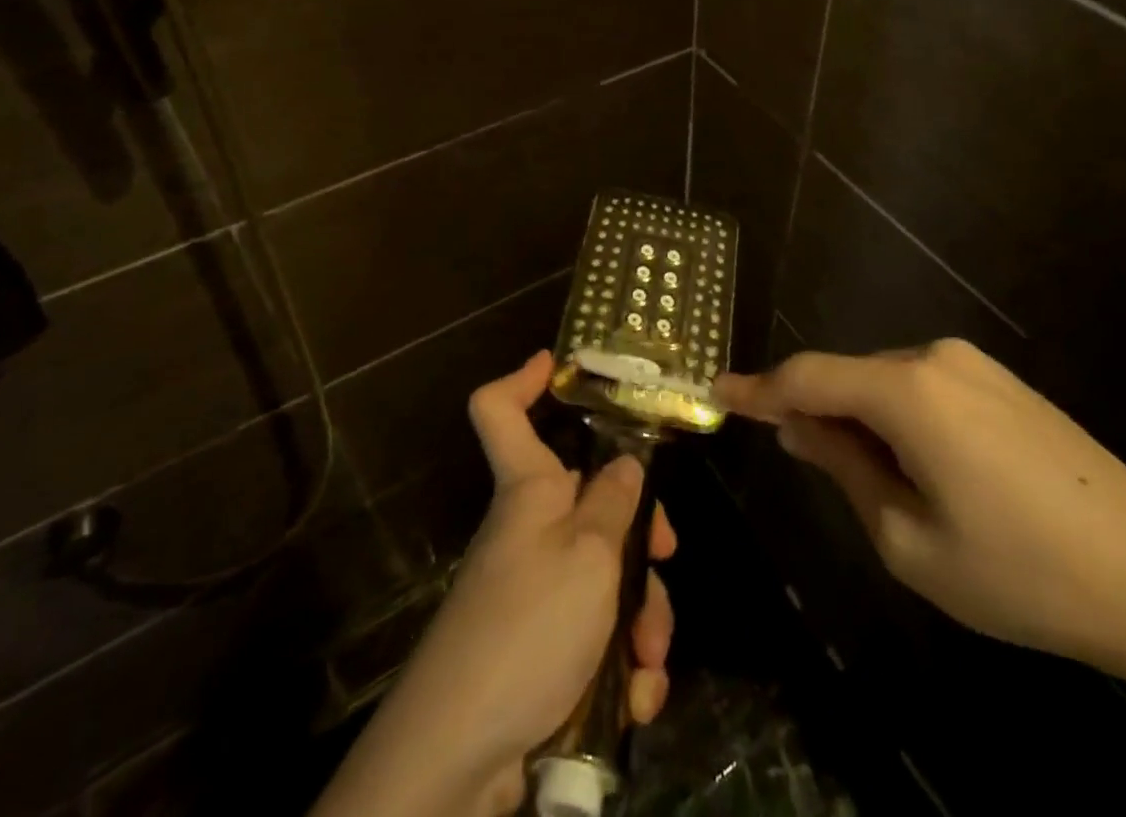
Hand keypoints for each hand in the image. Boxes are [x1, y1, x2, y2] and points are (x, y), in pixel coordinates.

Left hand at [315, 351, 674, 816]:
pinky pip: (597, 636)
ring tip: (648, 661)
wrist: (459, 760)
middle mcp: (531, 531)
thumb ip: (615, 502)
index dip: (523, 379)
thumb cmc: (527, 627)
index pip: (499, 409)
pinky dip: (622, 666)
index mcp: (529, 489)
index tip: (560, 364)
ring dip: (641, 617)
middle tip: (665, 559)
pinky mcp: (544, 650)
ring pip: (607, 576)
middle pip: (593, 504)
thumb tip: (626, 464)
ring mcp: (537, 592)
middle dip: (639, 537)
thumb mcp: (589, 554)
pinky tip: (634, 698)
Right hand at [715, 339, 1125, 666]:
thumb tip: (799, 429)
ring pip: (884, 383)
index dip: (759, 388)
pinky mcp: (998, 380)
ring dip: (860, 419)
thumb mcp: (909, 539)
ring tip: (872, 482)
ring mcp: (971, 364)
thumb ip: (843, 469)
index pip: (808, 378)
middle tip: (799, 460)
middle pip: (847, 377)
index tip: (719, 392)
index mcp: (906, 391)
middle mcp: (933, 358)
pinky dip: (897, 417)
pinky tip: (920, 468)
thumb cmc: (1020, 571)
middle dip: (816, 412)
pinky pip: (922, 387)